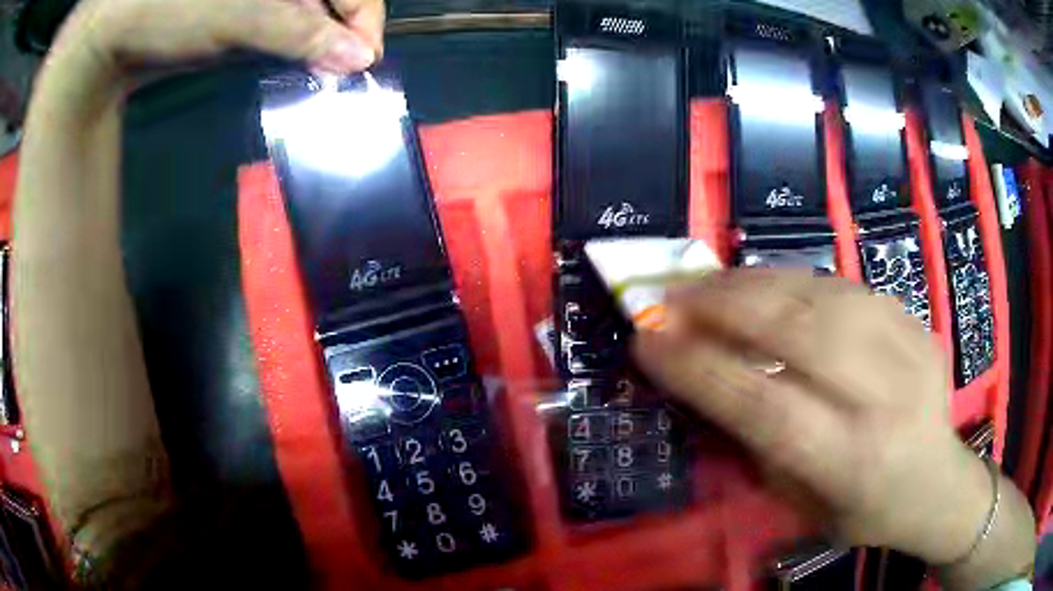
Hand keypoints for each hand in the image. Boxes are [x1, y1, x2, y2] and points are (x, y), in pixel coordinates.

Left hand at [55, 0, 384, 76]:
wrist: (112, 38)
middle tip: (336, 79)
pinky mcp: (245, 18)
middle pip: (336, 4)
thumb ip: (300, 32)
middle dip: (340, 39)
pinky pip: (285, 34)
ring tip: (315, 79)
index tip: (361, 63)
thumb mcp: (238, 16)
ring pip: (313, 21)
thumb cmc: (171, 11)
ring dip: (317, 51)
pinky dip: (292, 54)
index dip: (363, 20)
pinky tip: (290, 70)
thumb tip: (360, 59)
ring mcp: (265, 0)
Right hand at [633, 269, 991, 563]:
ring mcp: (908, 347)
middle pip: (800, 334)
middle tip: (671, 296)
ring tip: (706, 282)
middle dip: (724, 308)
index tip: (648, 341)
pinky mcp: (914, 319)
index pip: (767, 406)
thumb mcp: (806, 507)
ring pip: (822, 296)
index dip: (701, 370)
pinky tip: (762, 283)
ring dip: (753, 284)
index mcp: (854, 463)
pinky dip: (792, 280)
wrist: (939, 483)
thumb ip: (762, 447)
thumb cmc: (867, 511)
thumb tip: (708, 380)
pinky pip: (844, 286)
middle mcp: (885, 398)